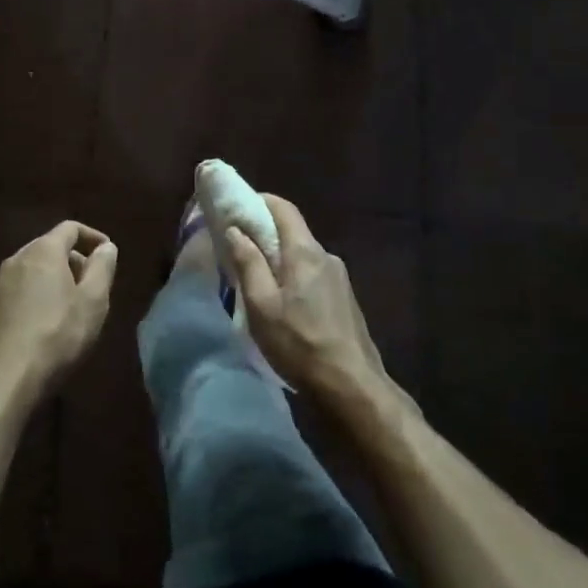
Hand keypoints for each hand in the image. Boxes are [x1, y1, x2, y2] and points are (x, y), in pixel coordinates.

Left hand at [0, 221, 117, 419]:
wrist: (3, 380)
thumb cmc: (56, 336)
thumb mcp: (92, 302)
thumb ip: (102, 268)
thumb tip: (106, 247)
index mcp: (44, 250)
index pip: (70, 228)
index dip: (93, 237)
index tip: (108, 255)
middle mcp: (18, 258)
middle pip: (52, 247)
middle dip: (76, 260)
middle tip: (94, 286)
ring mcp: (1, 283)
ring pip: (37, 268)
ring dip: (58, 279)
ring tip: (75, 307)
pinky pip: (24, 287)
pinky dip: (41, 294)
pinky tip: (50, 323)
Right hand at [221, 197, 416, 428]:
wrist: (352, 386)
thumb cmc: (300, 343)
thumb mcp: (261, 305)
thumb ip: (248, 263)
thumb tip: (235, 230)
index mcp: (305, 251)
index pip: (283, 208)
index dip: (259, 201)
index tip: (236, 208)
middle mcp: (325, 256)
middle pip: (293, 231)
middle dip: (265, 232)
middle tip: (238, 246)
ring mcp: (339, 278)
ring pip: (302, 255)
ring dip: (279, 258)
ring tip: (256, 279)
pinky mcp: (345, 300)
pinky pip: (313, 275)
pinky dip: (293, 276)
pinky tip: (283, 304)